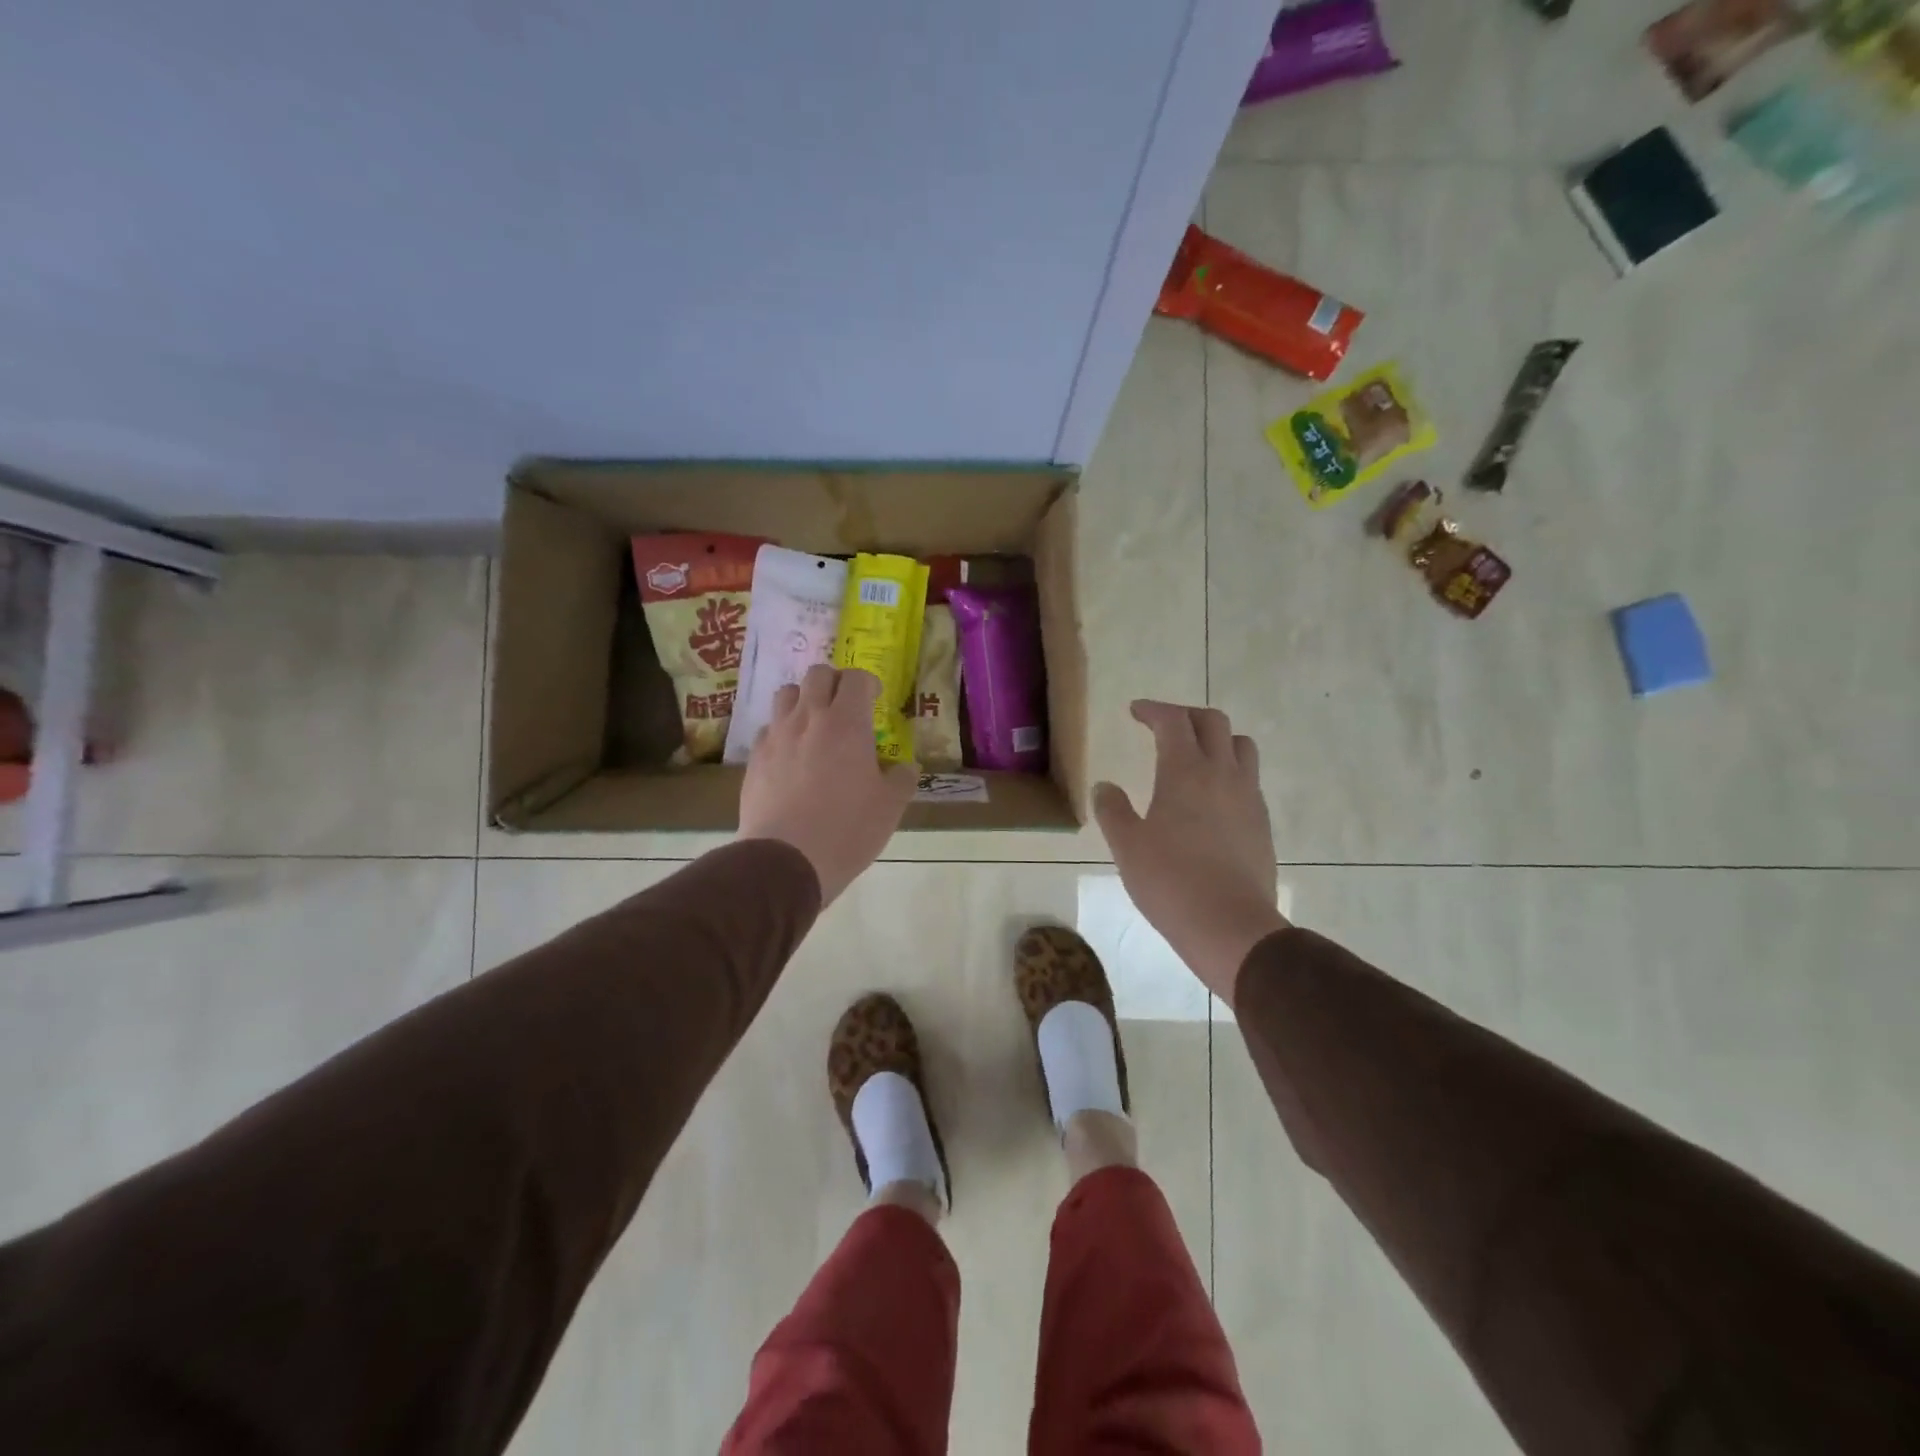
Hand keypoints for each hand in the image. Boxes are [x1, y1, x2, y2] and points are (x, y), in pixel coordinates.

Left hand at [738, 665, 915, 905]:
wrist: (786, 859)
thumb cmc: (847, 829)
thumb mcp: (890, 807)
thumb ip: (902, 779)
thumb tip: (906, 768)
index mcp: (847, 723)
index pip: (856, 678)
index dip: (868, 683)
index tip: (875, 700)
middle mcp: (809, 718)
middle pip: (818, 675)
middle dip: (835, 682)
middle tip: (846, 706)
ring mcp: (776, 736)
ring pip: (787, 694)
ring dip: (804, 700)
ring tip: (815, 725)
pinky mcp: (754, 758)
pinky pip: (768, 729)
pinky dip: (782, 731)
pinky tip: (791, 756)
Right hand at [1094, 701, 1288, 1006]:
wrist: (1230, 926)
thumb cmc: (1170, 882)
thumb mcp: (1127, 846)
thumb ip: (1113, 810)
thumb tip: (1105, 787)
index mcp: (1185, 771)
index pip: (1173, 721)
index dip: (1153, 709)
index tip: (1135, 711)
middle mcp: (1222, 773)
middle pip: (1213, 722)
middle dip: (1186, 716)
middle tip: (1163, 727)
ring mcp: (1248, 797)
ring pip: (1241, 746)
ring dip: (1216, 739)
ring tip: (1196, 755)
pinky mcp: (1262, 822)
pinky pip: (1249, 779)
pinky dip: (1230, 771)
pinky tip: (1212, 797)